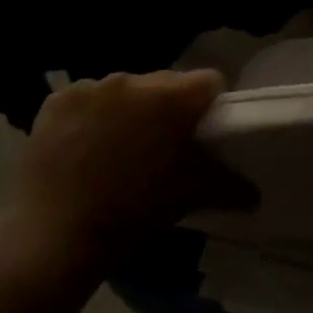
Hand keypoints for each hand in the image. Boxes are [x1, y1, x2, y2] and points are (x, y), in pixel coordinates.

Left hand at [14, 70, 237, 265]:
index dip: (211, 104)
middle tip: (162, 145)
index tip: (203, 132)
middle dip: (168, 107)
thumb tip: (256, 195)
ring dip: (129, 110)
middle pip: (164, 84)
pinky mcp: (57, 100)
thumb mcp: (194, 194)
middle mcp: (133, 80)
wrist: (59, 233)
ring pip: (124, 90)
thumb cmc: (138, 209)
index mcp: (173, 97)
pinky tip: (84, 147)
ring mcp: (91, 88)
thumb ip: (232, 187)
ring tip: (119, 148)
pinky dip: (90, 116)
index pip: (208, 82)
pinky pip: (86, 99)